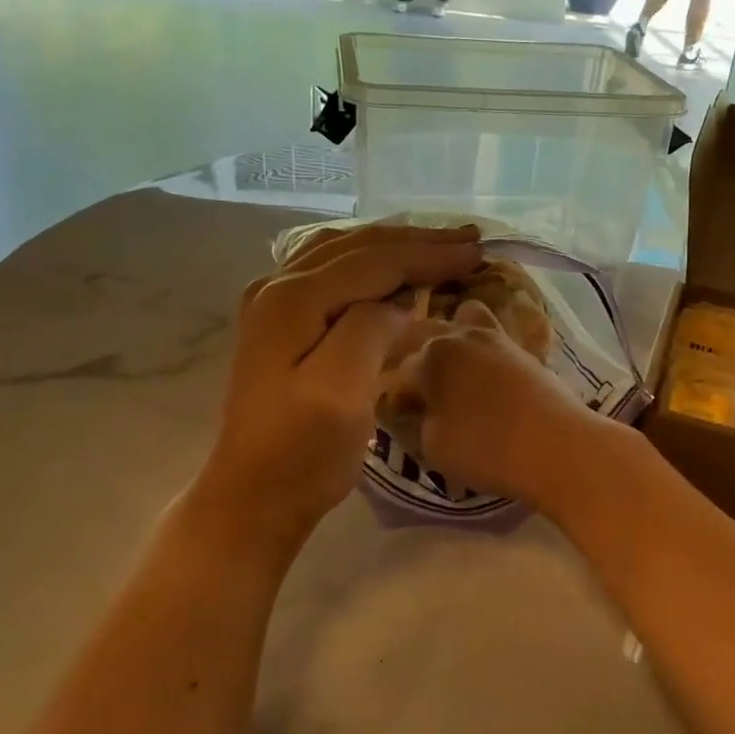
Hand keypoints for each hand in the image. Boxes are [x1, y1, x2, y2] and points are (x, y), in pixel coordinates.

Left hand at [196, 223, 482, 550]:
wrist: (255, 495)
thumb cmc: (303, 451)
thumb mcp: (341, 391)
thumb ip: (369, 329)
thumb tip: (397, 299)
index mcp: (293, 298)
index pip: (374, 261)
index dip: (429, 253)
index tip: (479, 252)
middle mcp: (277, 286)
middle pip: (358, 246)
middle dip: (417, 240)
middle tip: (470, 238)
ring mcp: (274, 302)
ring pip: (343, 252)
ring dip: (394, 245)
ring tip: (438, 244)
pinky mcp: (280, 322)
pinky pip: (331, 270)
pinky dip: (369, 262)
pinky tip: (389, 266)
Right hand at [395, 300, 612, 508]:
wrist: (559, 447)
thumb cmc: (486, 449)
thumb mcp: (432, 447)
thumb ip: (415, 424)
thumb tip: (414, 412)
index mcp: (428, 356)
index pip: (398, 375)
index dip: (396, 401)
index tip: (402, 421)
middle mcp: (458, 335)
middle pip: (425, 340)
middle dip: (418, 365)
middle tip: (423, 398)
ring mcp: (494, 337)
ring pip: (461, 324)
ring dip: (451, 345)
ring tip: (453, 378)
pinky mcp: (522, 349)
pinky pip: (491, 338)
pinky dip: (481, 350)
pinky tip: (484, 378)